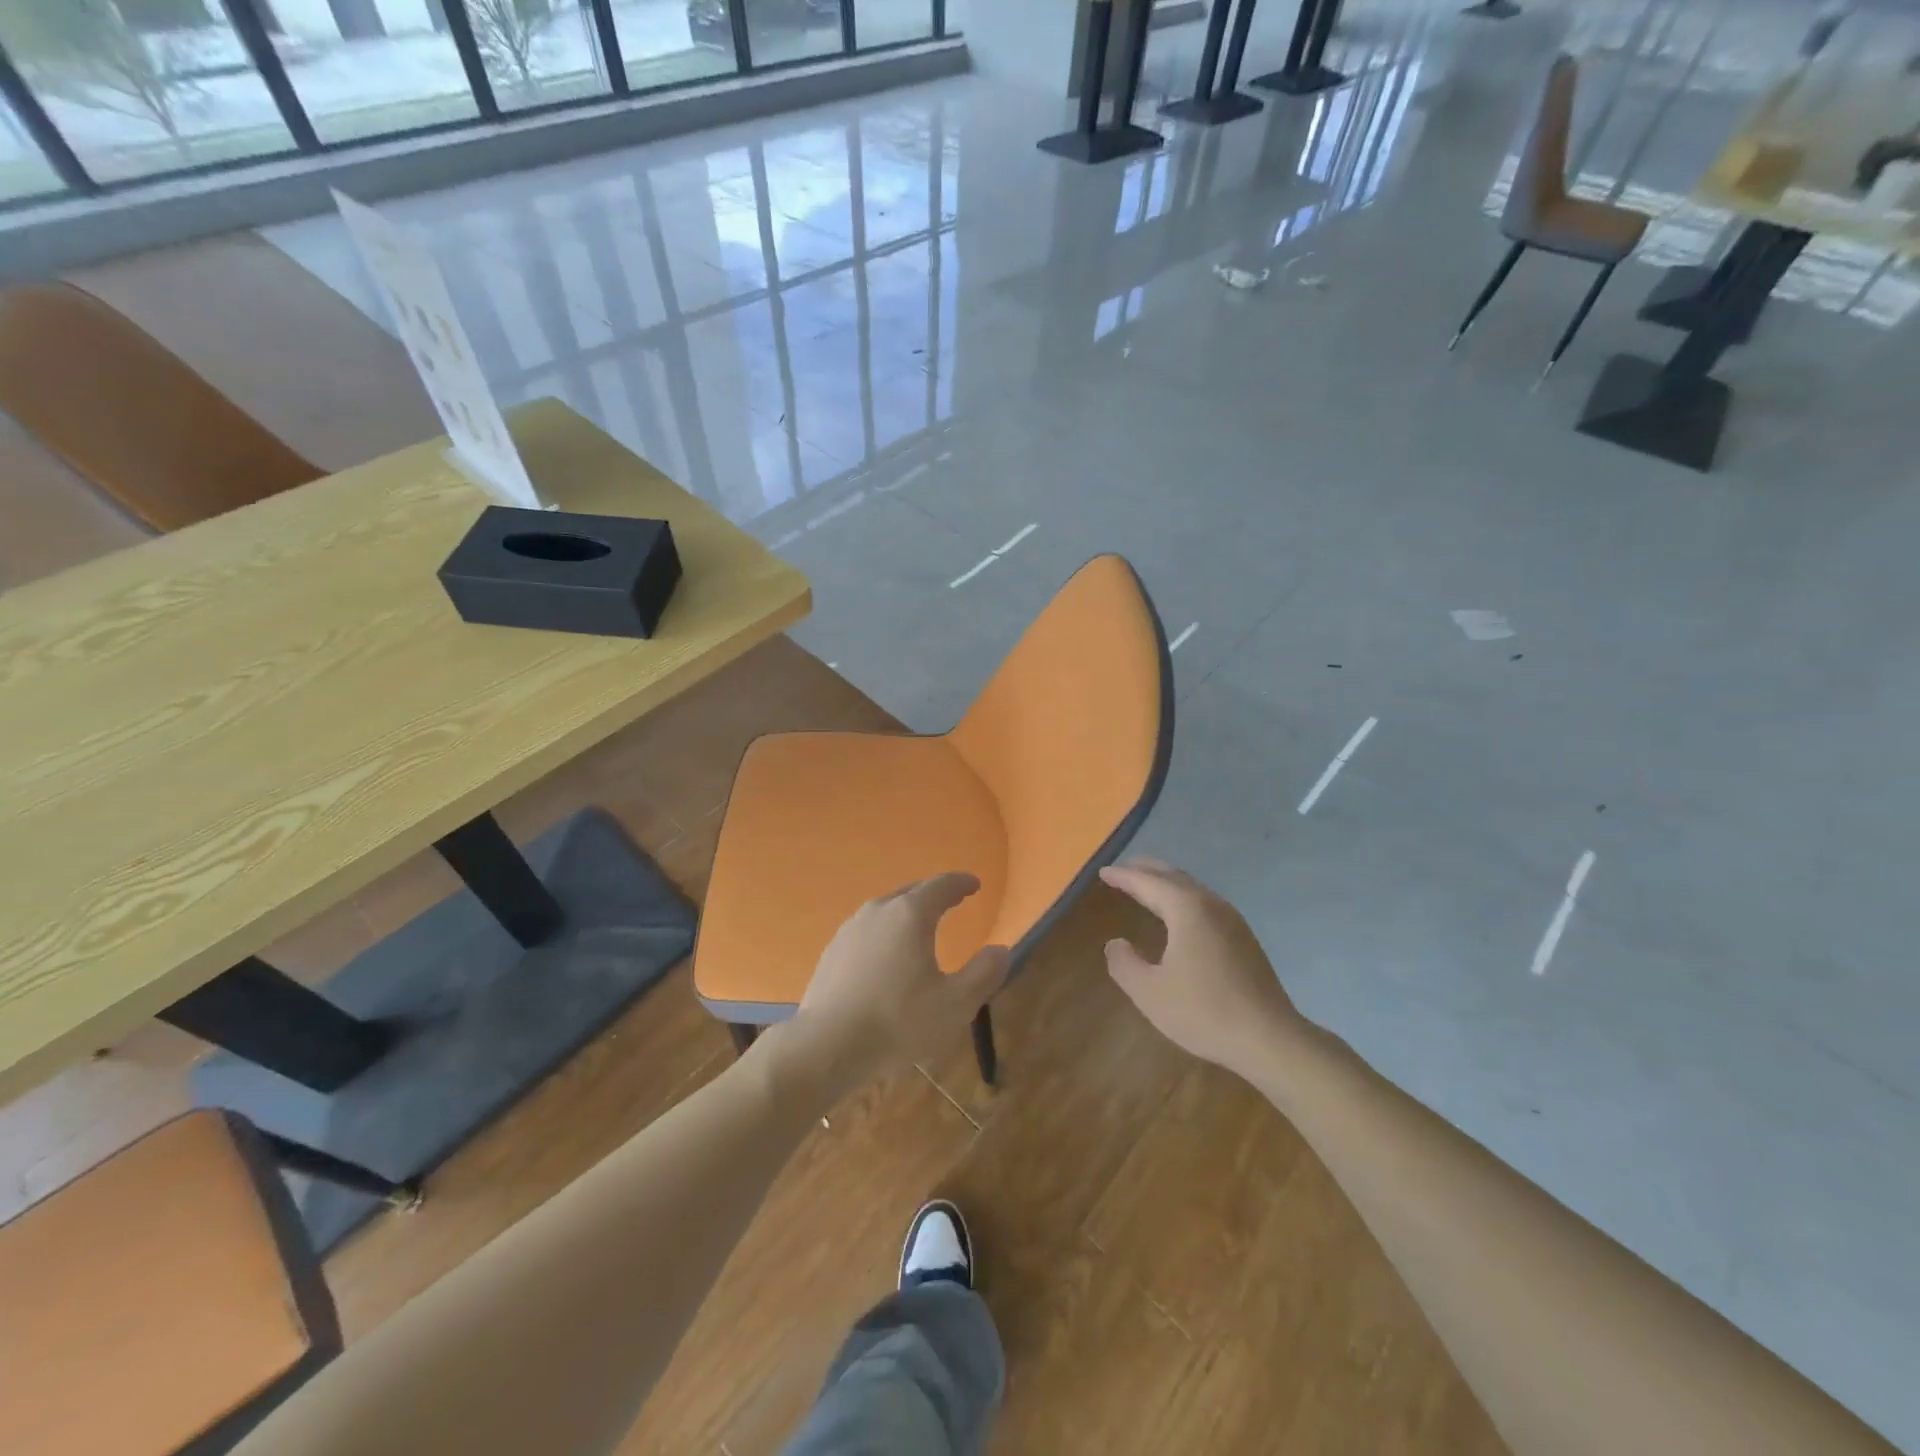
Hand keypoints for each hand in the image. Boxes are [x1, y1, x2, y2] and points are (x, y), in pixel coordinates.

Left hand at [781, 873, 1008, 1099]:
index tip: (974, 884)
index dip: (961, 883)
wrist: (827, 1045)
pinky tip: (887, 955)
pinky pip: (867, 930)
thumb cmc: (898, 1021)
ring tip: (920, 927)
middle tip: (952, 900)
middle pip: (912, 892)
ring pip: (886, 909)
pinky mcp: (832, 950)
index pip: (941, 886)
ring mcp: (850, 929)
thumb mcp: (955, 1004)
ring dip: (907, 912)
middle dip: (934, 894)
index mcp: (910, 914)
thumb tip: (1001, 950)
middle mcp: (879, 910)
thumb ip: (983, 974)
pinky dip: (885, 933)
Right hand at [1099, 857, 1305, 1080]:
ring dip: (1167, 884)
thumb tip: (1115, 943)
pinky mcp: (1244, 939)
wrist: (1270, 1039)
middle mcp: (1211, 905)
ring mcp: (1233, 921)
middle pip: (1174, 877)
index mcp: (1187, 909)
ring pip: (1193, 889)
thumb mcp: (1150, 992)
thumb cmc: (1204, 1011)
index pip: (1148, 882)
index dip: (1123, 877)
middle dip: (1147, 870)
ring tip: (1147, 887)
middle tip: (1124, 869)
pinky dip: (1183, 899)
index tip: (1103, 872)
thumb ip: (1125, 964)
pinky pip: (1205, 905)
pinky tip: (1179, 916)